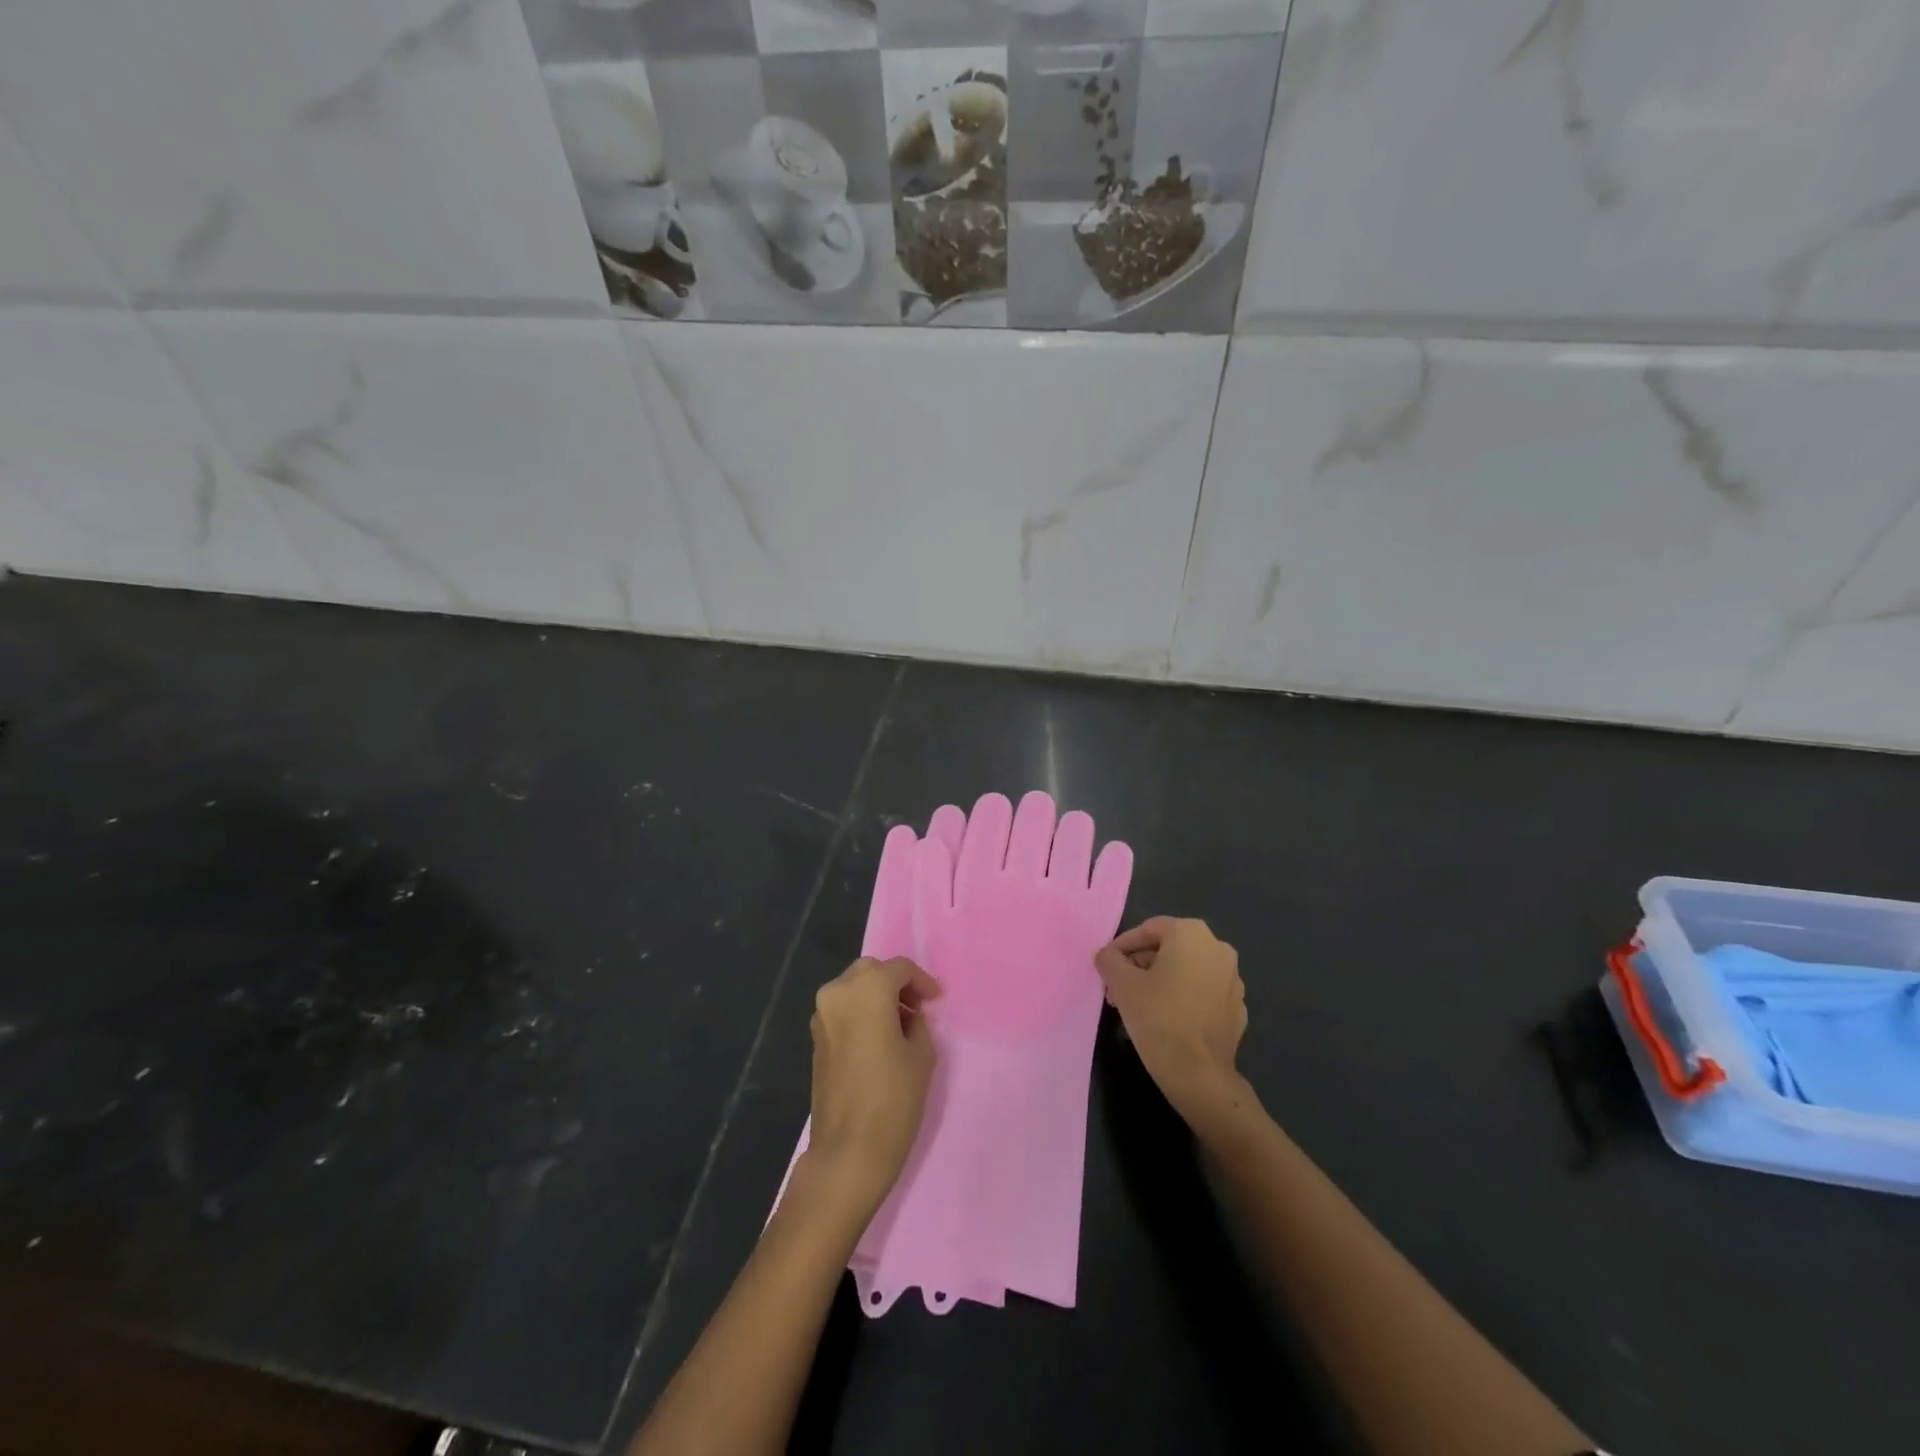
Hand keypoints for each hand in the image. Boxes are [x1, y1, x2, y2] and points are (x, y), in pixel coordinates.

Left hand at [805, 956, 940, 1214]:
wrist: (848, 1152)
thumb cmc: (893, 1099)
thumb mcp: (922, 1055)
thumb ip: (918, 1023)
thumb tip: (908, 1016)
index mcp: (867, 989)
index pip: (899, 968)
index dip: (921, 981)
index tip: (936, 1000)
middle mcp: (838, 993)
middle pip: (871, 972)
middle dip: (895, 983)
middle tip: (918, 1007)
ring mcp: (821, 1016)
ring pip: (853, 988)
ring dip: (876, 997)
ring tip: (901, 1024)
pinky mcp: (815, 1039)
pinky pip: (842, 1009)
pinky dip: (861, 1012)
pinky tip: (879, 1038)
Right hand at [1095, 917, 1248, 1126]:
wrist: (1199, 1074)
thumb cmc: (1157, 1017)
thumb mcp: (1121, 983)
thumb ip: (1109, 959)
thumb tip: (1108, 955)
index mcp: (1191, 933)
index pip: (1148, 930)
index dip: (1122, 946)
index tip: (1106, 966)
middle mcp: (1218, 948)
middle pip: (1168, 949)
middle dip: (1139, 966)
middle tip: (1117, 988)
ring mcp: (1232, 979)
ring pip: (1185, 971)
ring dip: (1159, 981)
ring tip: (1135, 1005)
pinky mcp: (1237, 1008)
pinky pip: (1202, 993)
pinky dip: (1182, 998)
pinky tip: (1164, 1020)